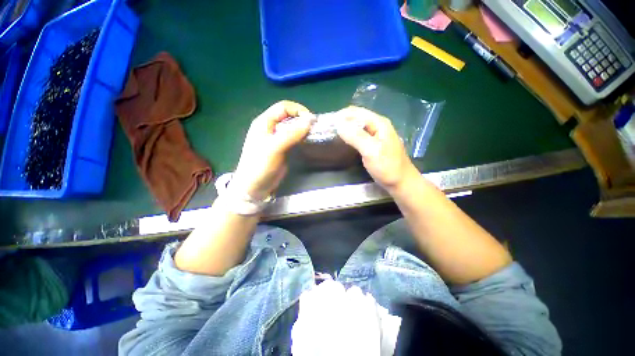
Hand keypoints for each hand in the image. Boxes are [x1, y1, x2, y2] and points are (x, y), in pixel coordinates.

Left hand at [231, 101, 313, 199]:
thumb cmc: (260, 165)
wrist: (255, 187)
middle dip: (302, 119)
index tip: (311, 120)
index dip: (298, 110)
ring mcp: (276, 139)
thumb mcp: (274, 147)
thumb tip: (310, 121)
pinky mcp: (282, 148)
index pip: (283, 107)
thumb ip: (291, 133)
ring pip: (292, 127)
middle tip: (314, 128)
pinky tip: (307, 141)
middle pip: (288, 116)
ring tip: (313, 134)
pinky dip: (301, 137)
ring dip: (302, 128)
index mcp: (264, 122)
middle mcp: (270, 127)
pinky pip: (293, 138)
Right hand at [336, 106, 418, 190]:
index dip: (341, 115)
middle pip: (357, 118)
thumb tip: (339, 125)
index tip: (328, 124)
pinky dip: (350, 136)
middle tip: (329, 130)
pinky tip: (344, 141)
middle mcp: (378, 126)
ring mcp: (376, 135)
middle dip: (343, 121)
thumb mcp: (371, 151)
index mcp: (379, 123)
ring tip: (333, 135)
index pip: (356, 112)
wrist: (400, 182)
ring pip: (357, 127)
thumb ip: (356, 137)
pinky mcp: (374, 144)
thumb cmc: (387, 167)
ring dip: (346, 129)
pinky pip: (359, 135)